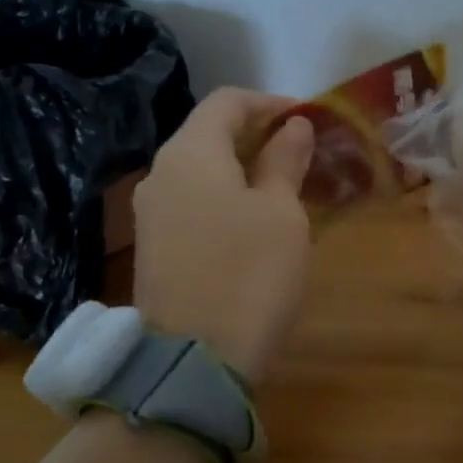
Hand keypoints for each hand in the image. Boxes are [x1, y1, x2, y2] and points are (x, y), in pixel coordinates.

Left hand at [132, 88, 314, 383]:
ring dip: (244, 169)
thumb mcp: (281, 214)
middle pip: (209, 133)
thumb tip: (292, 126)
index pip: (227, 101)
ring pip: (202, 171)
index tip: (310, 119)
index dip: (271, 102)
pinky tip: (257, 221)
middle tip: (305, 154)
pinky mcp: (155, 248)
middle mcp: (160, 174)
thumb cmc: (249, 275)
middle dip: (258, 135)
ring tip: (288, 187)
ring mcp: (152, 214)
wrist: (194, 361)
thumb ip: (285, 161)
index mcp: (190, 153)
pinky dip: (227, 198)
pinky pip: (194, 203)